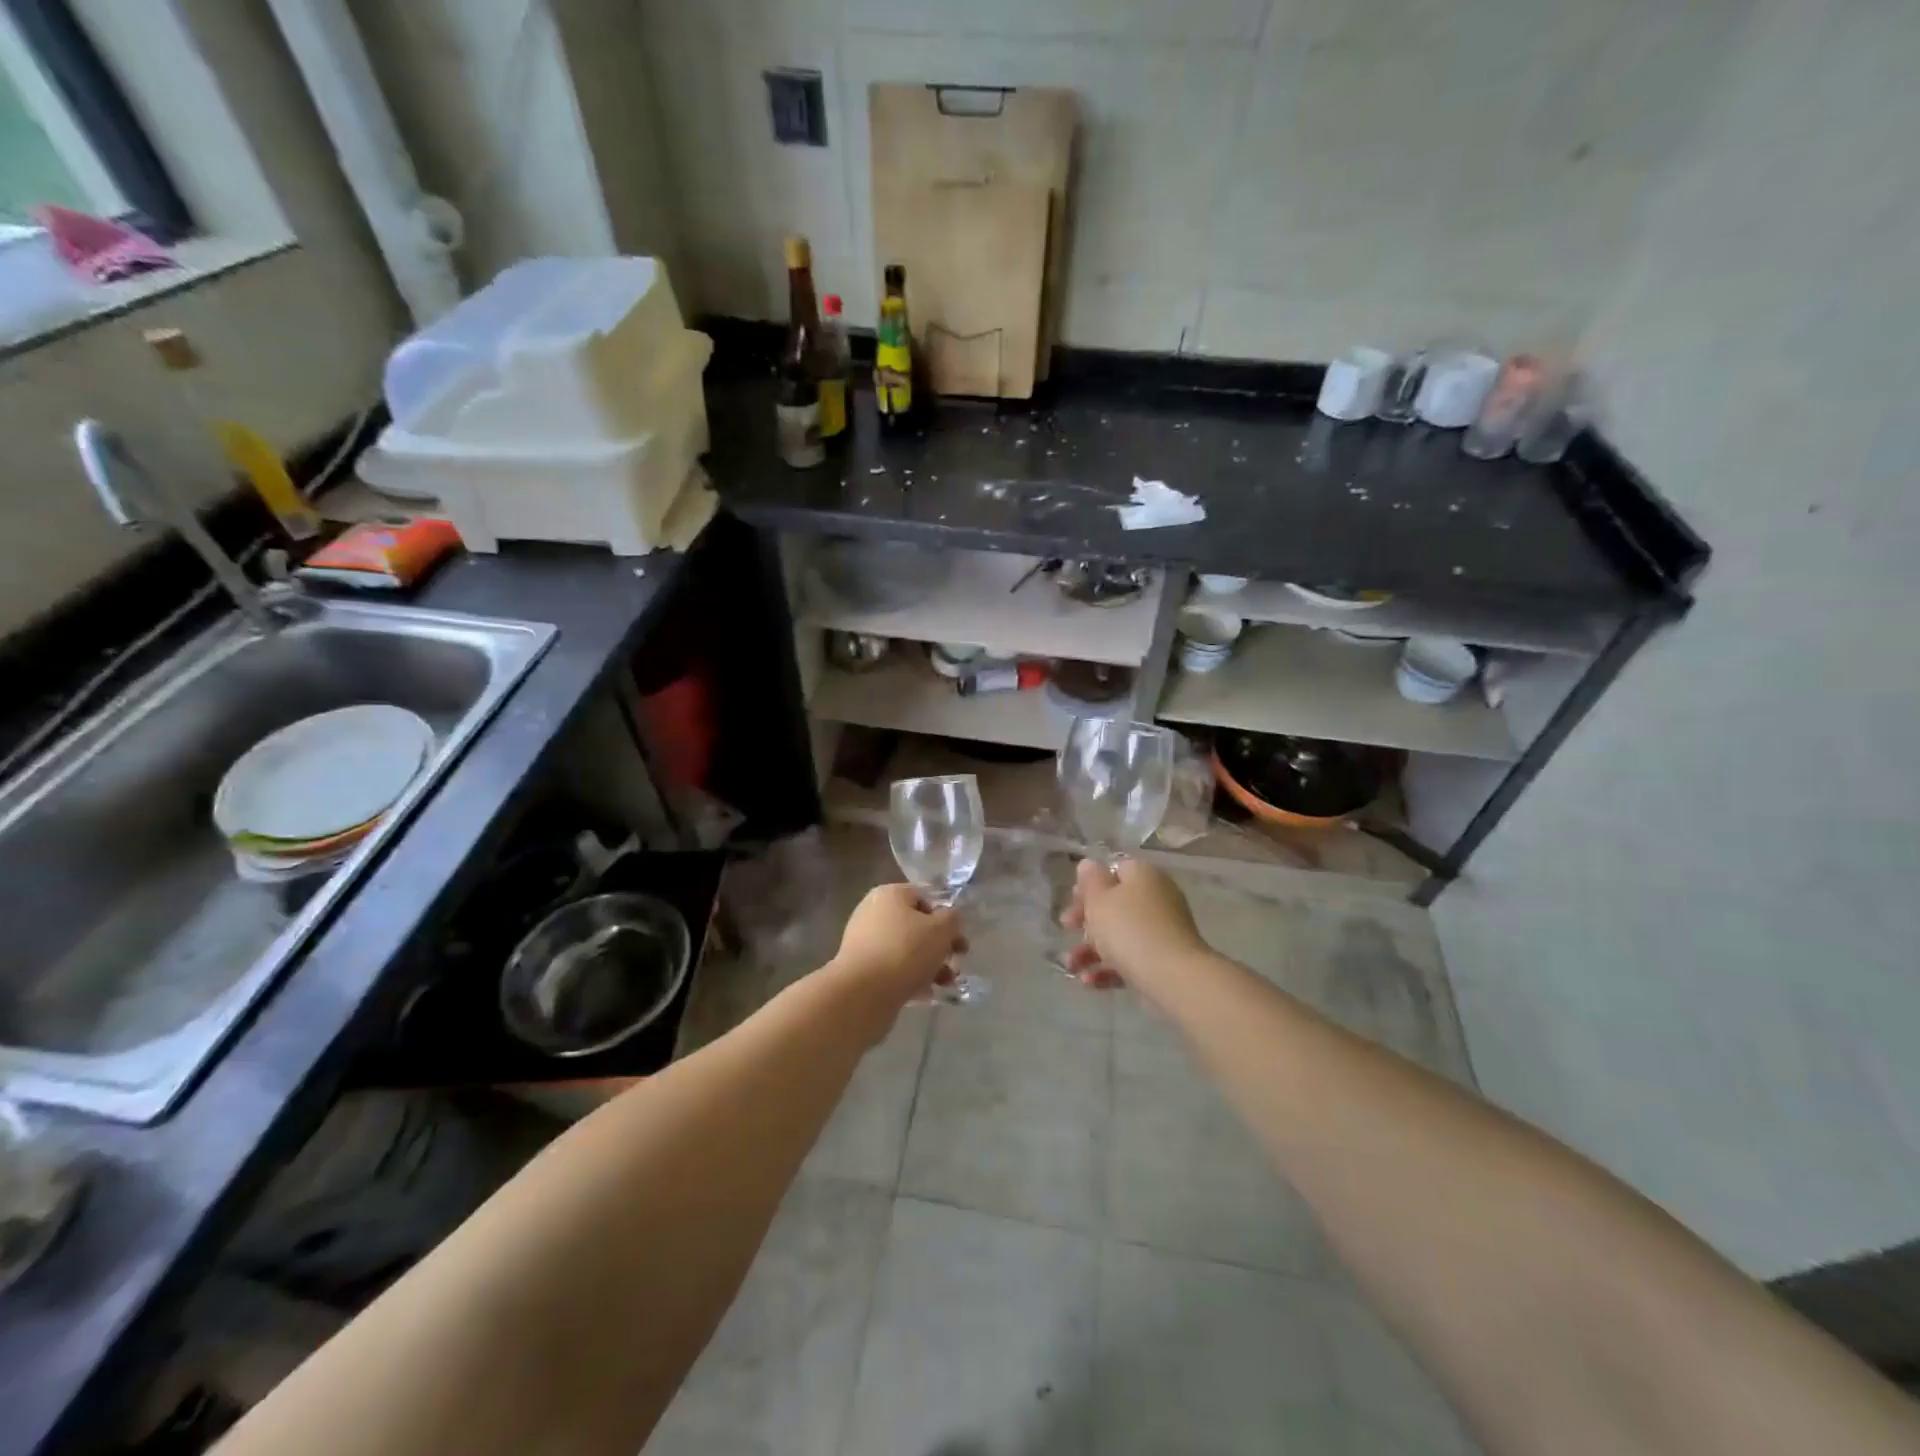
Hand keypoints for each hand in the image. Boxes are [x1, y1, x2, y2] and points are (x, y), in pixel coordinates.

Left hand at [828, 884, 966, 1021]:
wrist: (863, 993)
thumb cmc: (905, 951)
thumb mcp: (941, 930)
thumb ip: (952, 919)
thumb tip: (948, 919)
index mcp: (889, 894)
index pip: (925, 898)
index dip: (945, 917)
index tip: (958, 939)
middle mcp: (873, 912)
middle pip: (916, 926)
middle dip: (940, 946)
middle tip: (957, 964)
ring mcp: (864, 941)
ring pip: (906, 950)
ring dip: (930, 965)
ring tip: (946, 984)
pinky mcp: (861, 969)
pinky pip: (893, 968)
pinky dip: (910, 978)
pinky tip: (925, 994)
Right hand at [1061, 858, 1207, 1001]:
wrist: (1173, 977)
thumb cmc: (1129, 929)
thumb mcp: (1099, 900)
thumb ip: (1090, 880)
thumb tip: (1089, 865)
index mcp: (1143, 876)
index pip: (1114, 870)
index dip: (1090, 885)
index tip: (1072, 901)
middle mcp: (1156, 898)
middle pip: (1115, 904)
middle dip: (1086, 921)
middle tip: (1067, 929)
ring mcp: (1162, 931)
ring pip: (1120, 935)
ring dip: (1091, 950)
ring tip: (1072, 966)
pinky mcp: (1163, 960)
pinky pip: (1131, 959)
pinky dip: (1109, 969)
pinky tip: (1088, 982)